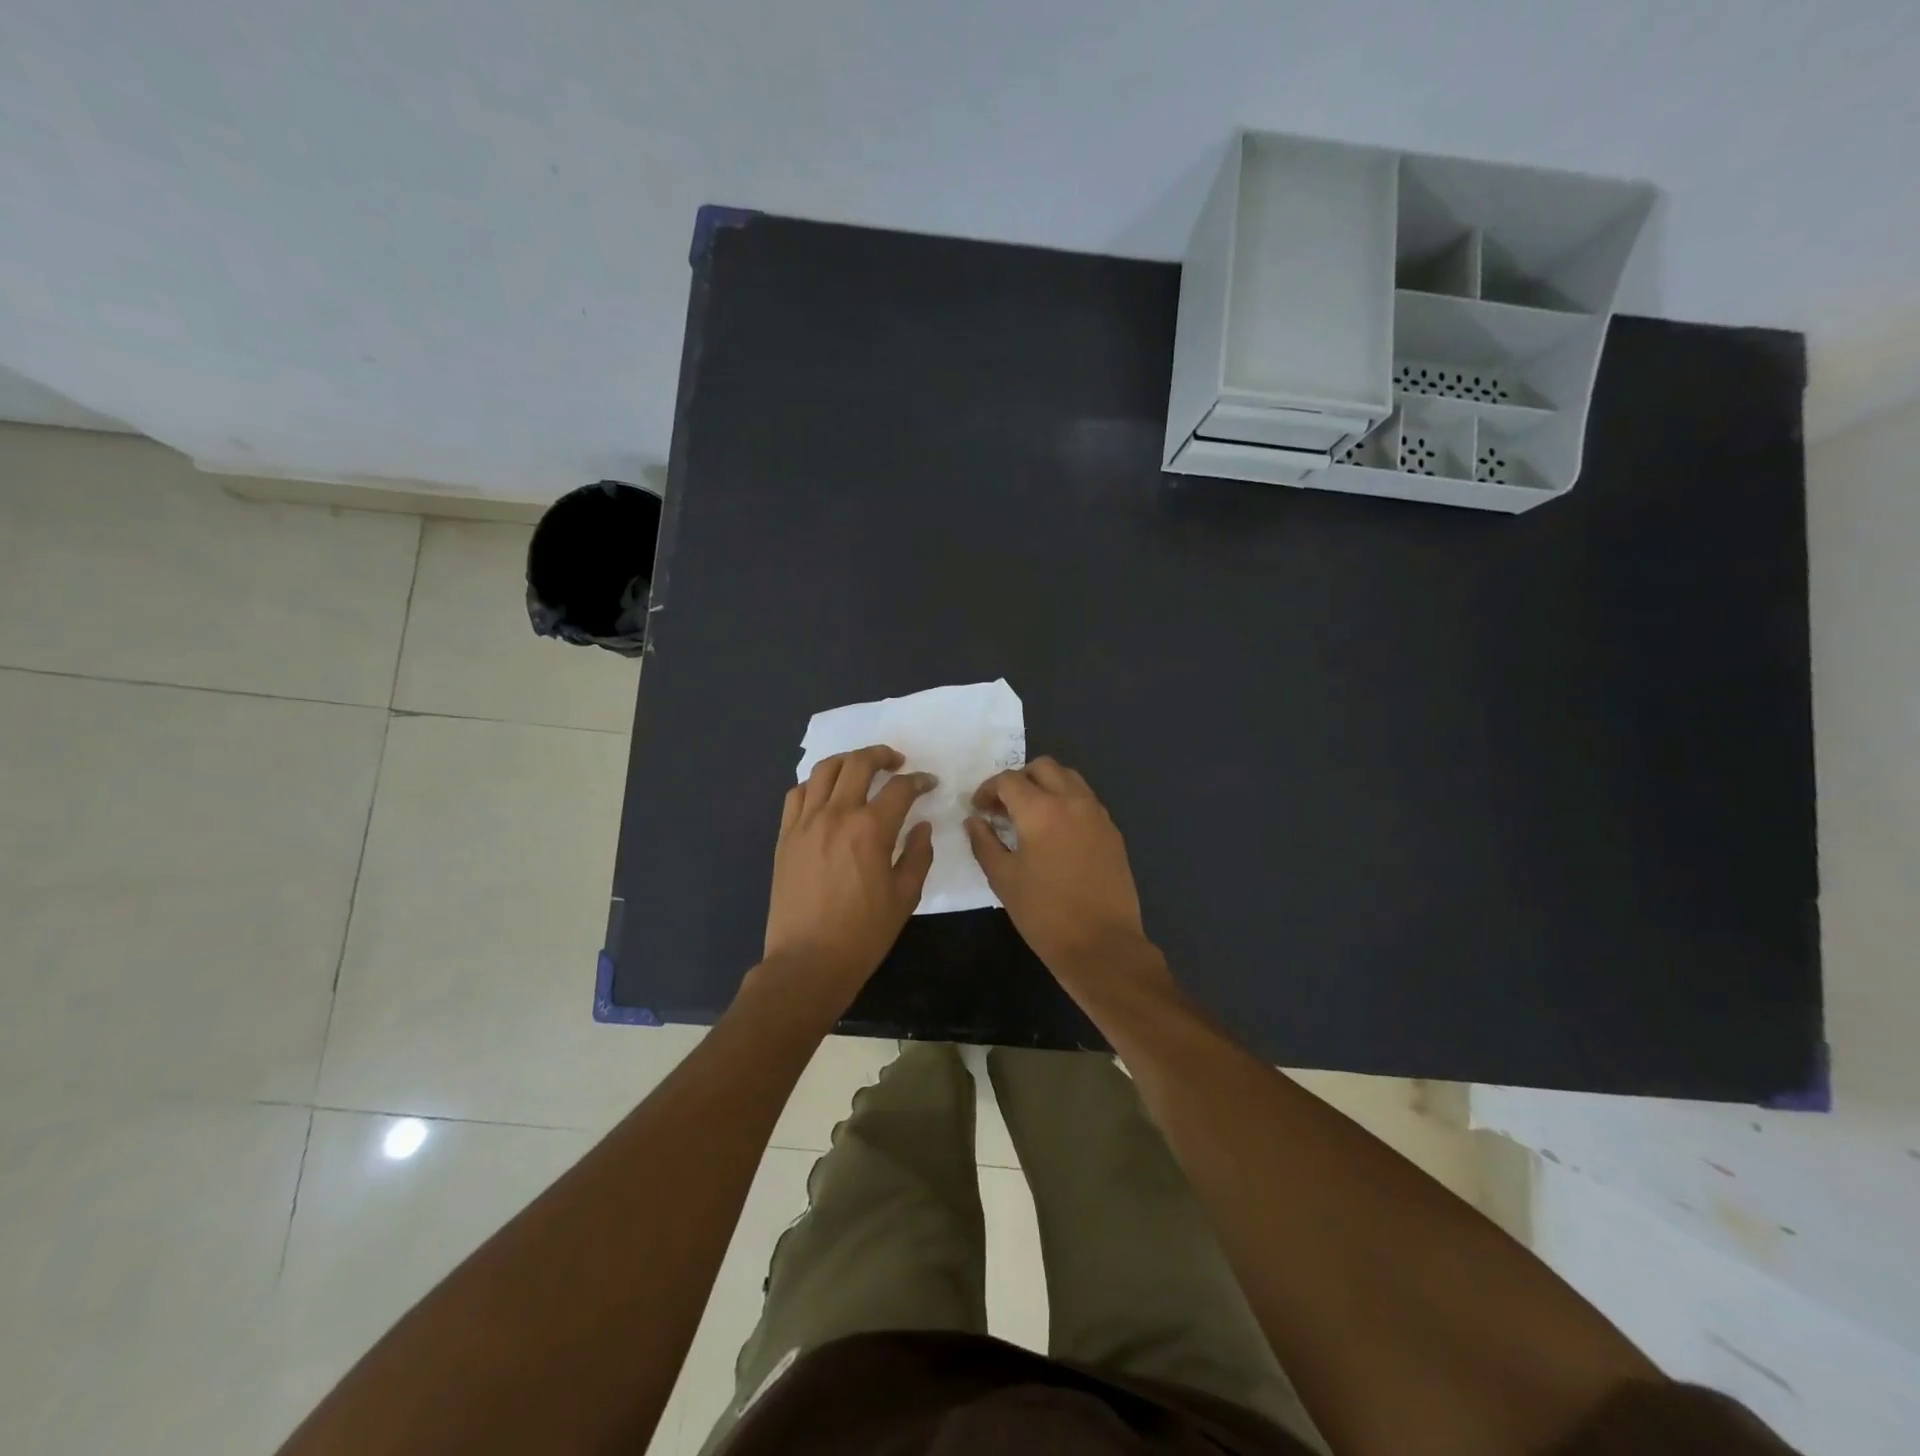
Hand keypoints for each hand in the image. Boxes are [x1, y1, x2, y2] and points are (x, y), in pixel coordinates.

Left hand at [760, 745, 935, 1011]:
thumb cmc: (863, 934)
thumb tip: (922, 826)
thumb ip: (918, 855)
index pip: (900, 788)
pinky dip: (816, 784)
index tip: (929, 783)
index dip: (919, 780)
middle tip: (897, 762)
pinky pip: (797, 794)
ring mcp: (805, 822)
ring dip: (848, 761)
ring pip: (825, 770)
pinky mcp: (785, 835)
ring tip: (861, 768)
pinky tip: (827, 794)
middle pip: (859, 763)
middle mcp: (836, 815)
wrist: (807, 962)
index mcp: (871, 829)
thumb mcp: (905, 897)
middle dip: (883, 755)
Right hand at [965, 758, 1165, 989]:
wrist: (1102, 945)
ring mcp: (1097, 814)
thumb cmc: (1044, 914)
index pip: (1008, 780)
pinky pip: (1086, 800)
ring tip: (1030, 816)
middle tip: (1003, 808)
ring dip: (1045, 786)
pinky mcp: (1112, 831)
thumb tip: (974, 820)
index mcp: (1041, 810)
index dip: (987, 790)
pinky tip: (1056, 833)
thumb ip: (984, 843)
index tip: (978, 809)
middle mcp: (1072, 801)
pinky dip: (1066, 802)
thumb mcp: (1003, 879)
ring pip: (1069, 778)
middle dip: (1018, 780)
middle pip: (1043, 767)